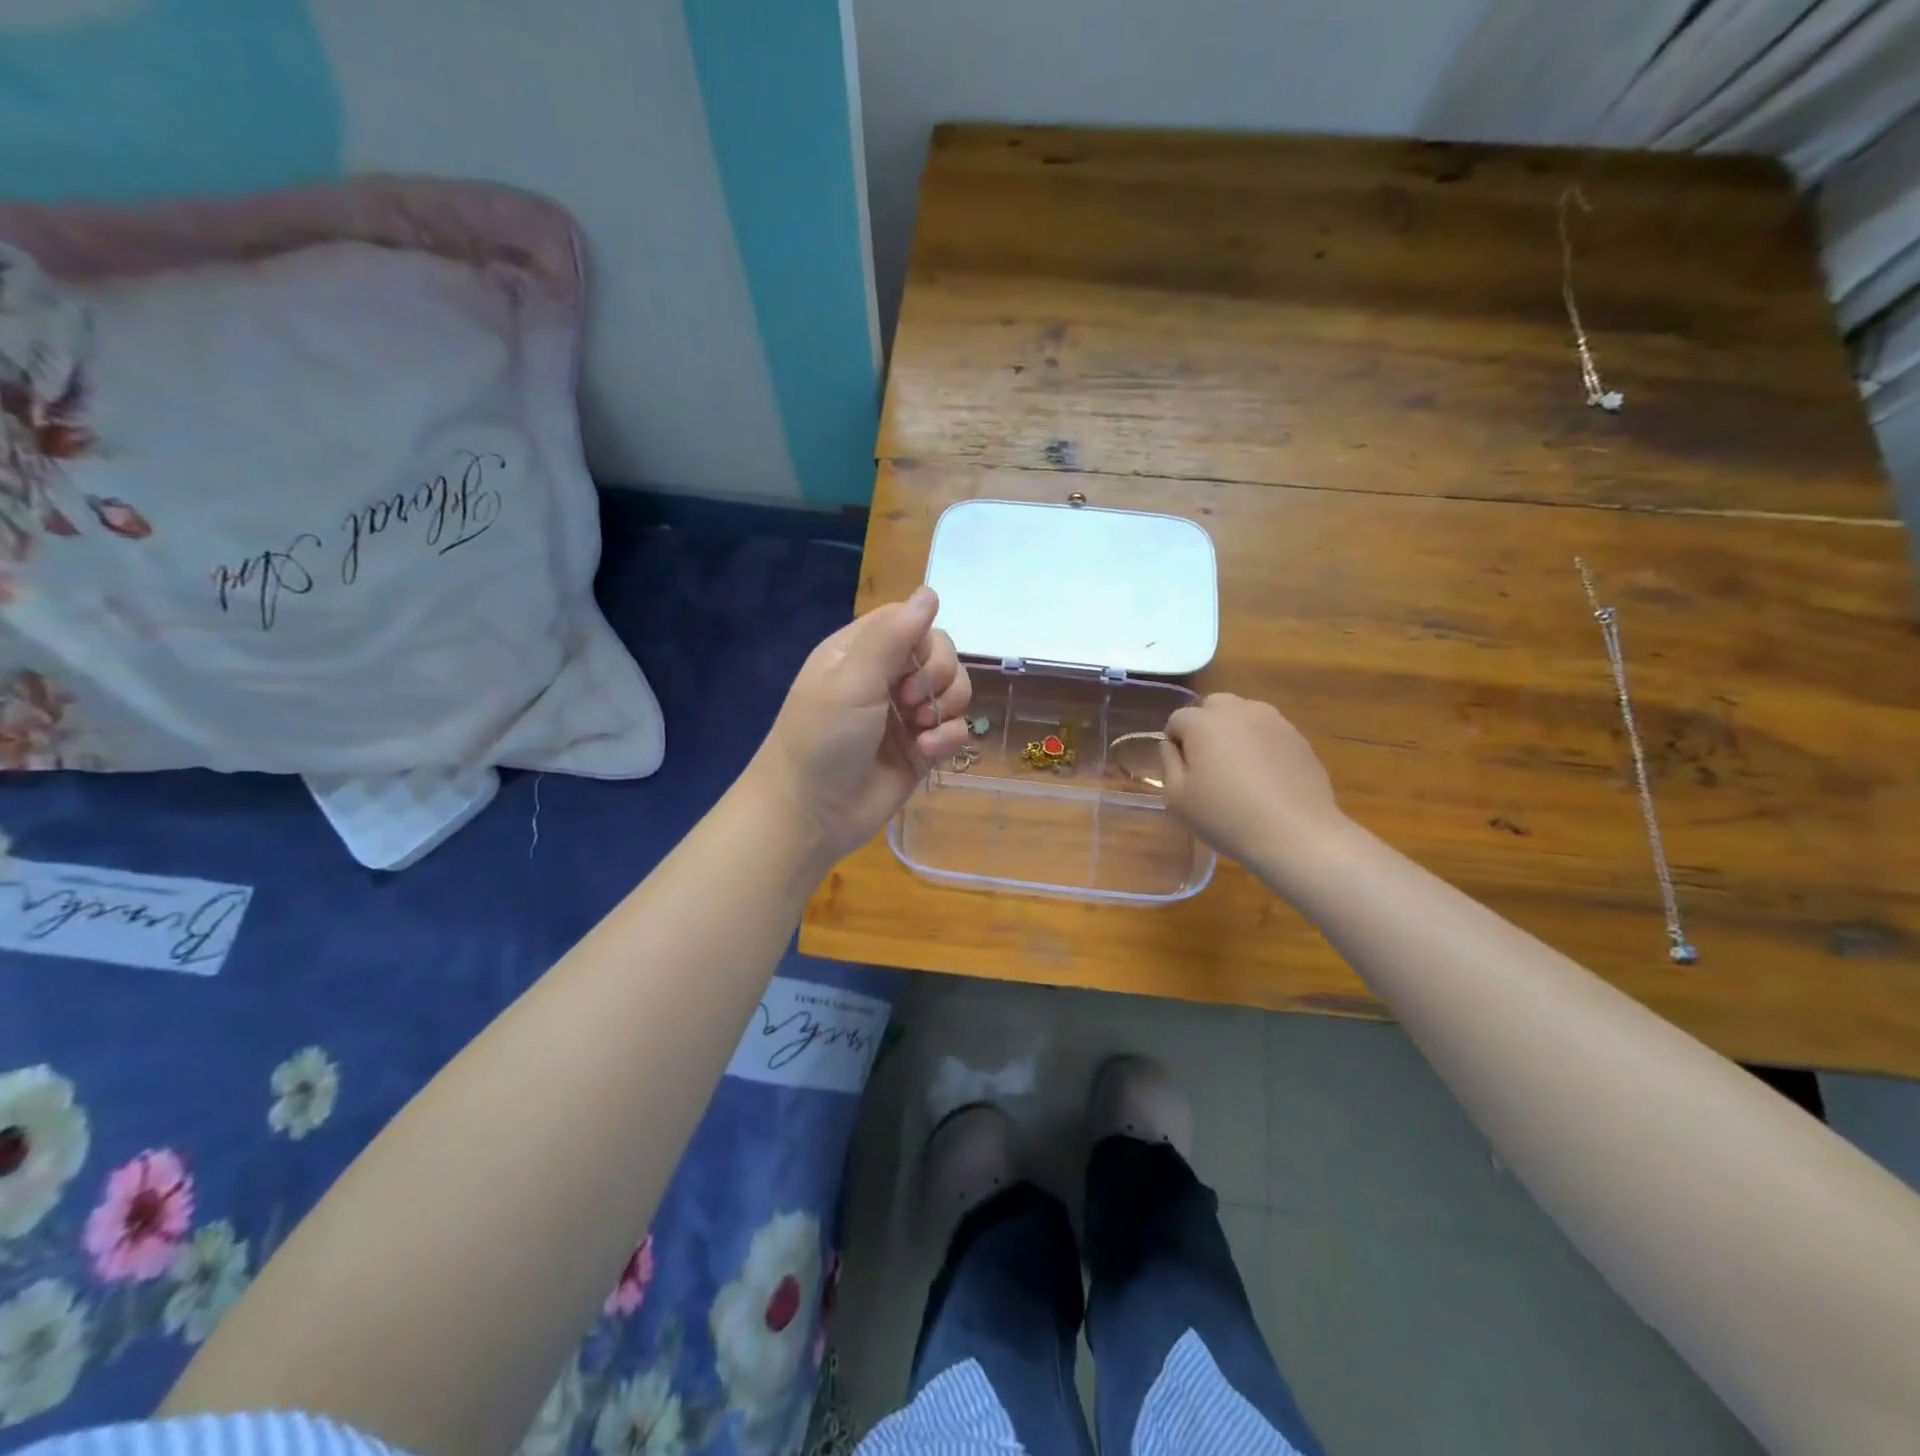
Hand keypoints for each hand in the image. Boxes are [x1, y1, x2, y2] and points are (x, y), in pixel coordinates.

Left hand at [748, 586, 972, 866]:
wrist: (810, 815)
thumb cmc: (822, 739)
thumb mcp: (853, 680)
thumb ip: (895, 635)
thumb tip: (930, 590)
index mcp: (861, 652)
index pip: (911, 622)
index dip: (925, 639)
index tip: (912, 666)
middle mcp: (885, 679)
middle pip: (940, 654)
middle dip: (939, 676)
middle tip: (911, 703)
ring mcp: (904, 716)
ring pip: (953, 691)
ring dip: (946, 708)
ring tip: (920, 730)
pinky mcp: (920, 750)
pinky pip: (954, 730)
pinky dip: (948, 739)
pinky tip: (927, 753)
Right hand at [1159, 694, 1346, 875]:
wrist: (1295, 834)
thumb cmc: (1226, 817)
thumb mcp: (1177, 798)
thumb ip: (1169, 763)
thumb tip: (1172, 745)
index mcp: (1204, 723)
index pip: (1178, 718)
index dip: (1175, 742)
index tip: (1181, 769)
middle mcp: (1239, 711)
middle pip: (1213, 706)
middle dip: (1205, 726)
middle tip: (1209, 762)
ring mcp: (1274, 721)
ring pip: (1244, 715)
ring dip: (1235, 731)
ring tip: (1240, 768)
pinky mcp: (1299, 737)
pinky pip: (1269, 732)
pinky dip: (1261, 744)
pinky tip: (1266, 777)